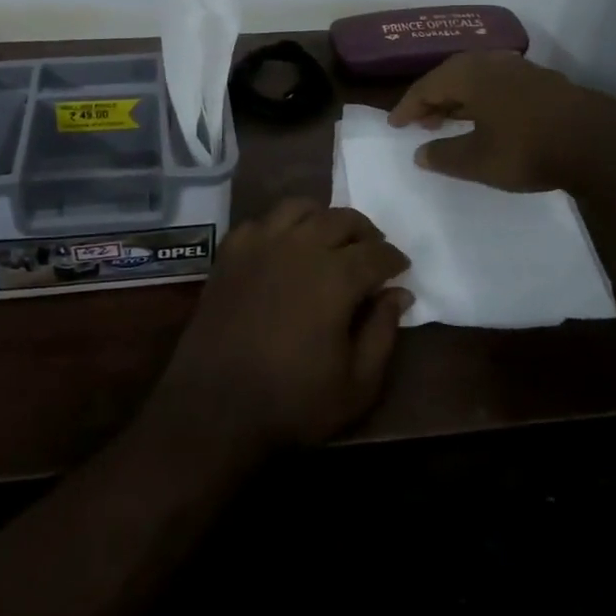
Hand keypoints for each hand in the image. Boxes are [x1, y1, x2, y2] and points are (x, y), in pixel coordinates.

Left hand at [145, 200, 411, 459]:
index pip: (376, 253)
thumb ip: (383, 333)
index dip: (394, 258)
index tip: (401, 268)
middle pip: (341, 219)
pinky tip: (285, 245)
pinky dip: (281, 225)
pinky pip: (263, 220)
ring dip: (323, 217)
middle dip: (365, 232)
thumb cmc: (293, 402)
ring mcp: (261, 243)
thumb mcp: (357, 384)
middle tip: (372, 250)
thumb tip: (399, 294)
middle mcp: (301, 246)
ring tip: (331, 237)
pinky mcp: (231, 251)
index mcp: (336, 276)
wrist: (214, 407)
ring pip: (301, 208)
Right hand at [387, 51, 615, 191]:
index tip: (394, 124)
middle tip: (421, 122)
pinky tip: (488, 116)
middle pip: (450, 75)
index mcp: (469, 75)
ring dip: (458, 97)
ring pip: (476, 77)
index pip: (426, 86)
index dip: (408, 106)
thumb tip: (419, 154)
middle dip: (433, 98)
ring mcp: (519, 68)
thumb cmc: (527, 150)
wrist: (597, 144)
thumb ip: (444, 156)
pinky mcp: (542, 80)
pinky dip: (483, 97)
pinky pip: (498, 82)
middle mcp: (491, 63)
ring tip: (450, 119)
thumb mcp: (478, 161)